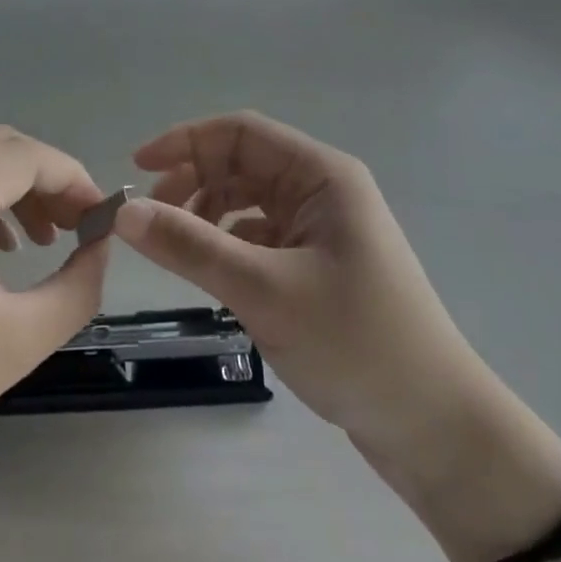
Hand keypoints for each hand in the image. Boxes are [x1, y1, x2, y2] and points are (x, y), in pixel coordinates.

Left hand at [0, 127, 108, 501]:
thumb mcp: (15, 341)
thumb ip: (78, 285)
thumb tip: (100, 243)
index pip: (32, 156)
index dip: (76, 181)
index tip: (103, 220)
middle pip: (2, 147)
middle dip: (47, 182)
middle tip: (77, 230)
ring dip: (13, 187)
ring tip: (40, 242)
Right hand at [114, 112, 490, 469]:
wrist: (436, 429)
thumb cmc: (355, 343)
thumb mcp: (263, 291)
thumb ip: (191, 246)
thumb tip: (124, 211)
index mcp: (322, 175)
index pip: (241, 132)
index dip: (186, 142)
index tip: (137, 167)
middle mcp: (323, 190)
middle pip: (242, 163)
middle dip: (193, 180)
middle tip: (148, 217)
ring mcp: (323, 228)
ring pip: (249, 200)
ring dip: (208, 214)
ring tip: (175, 247)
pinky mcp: (319, 264)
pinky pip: (261, 236)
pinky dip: (229, 245)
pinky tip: (212, 272)